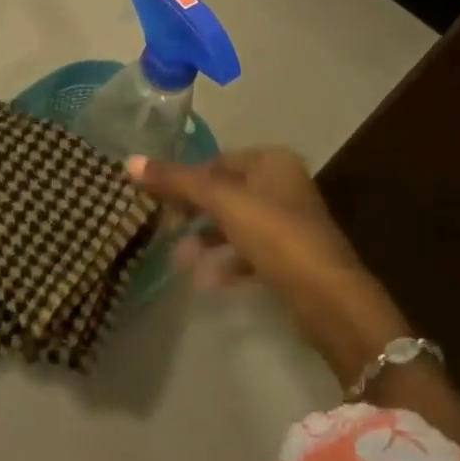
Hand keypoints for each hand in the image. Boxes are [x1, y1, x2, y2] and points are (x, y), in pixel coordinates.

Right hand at [129, 148, 409, 366]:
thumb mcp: (221, 203)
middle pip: (224, 192)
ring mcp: (289, 223)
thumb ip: (176, 181)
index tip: (159, 202)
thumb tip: (129, 161)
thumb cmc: (276, 236)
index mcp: (272, 162)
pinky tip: (207, 281)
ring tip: (181, 261)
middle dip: (193, 214)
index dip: (185, 179)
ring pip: (235, 224)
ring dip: (206, 241)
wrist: (330, 299)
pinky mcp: (291, 258)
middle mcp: (283, 185)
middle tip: (166, 229)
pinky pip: (249, 252)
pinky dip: (227, 262)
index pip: (216, 161)